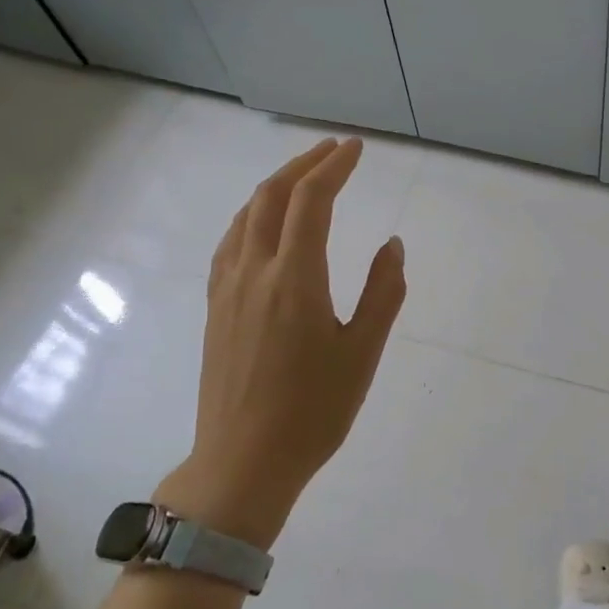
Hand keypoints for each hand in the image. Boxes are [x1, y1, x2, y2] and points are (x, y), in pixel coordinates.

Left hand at [161, 137, 406, 548]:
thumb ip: (382, 293)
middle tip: (333, 151)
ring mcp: (227, 289)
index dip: (333, 167)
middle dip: (303, 166)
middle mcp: (254, 272)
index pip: (312, 202)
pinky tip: (264, 226)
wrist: (244, 460)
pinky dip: (253, 216)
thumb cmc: (314, 411)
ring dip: (274, 187)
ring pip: (246, 216)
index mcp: (295, 279)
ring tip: (302, 178)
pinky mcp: (215, 308)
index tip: (355, 148)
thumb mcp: (363, 353)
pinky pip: (231, 242)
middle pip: (272, 197)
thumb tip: (393, 245)